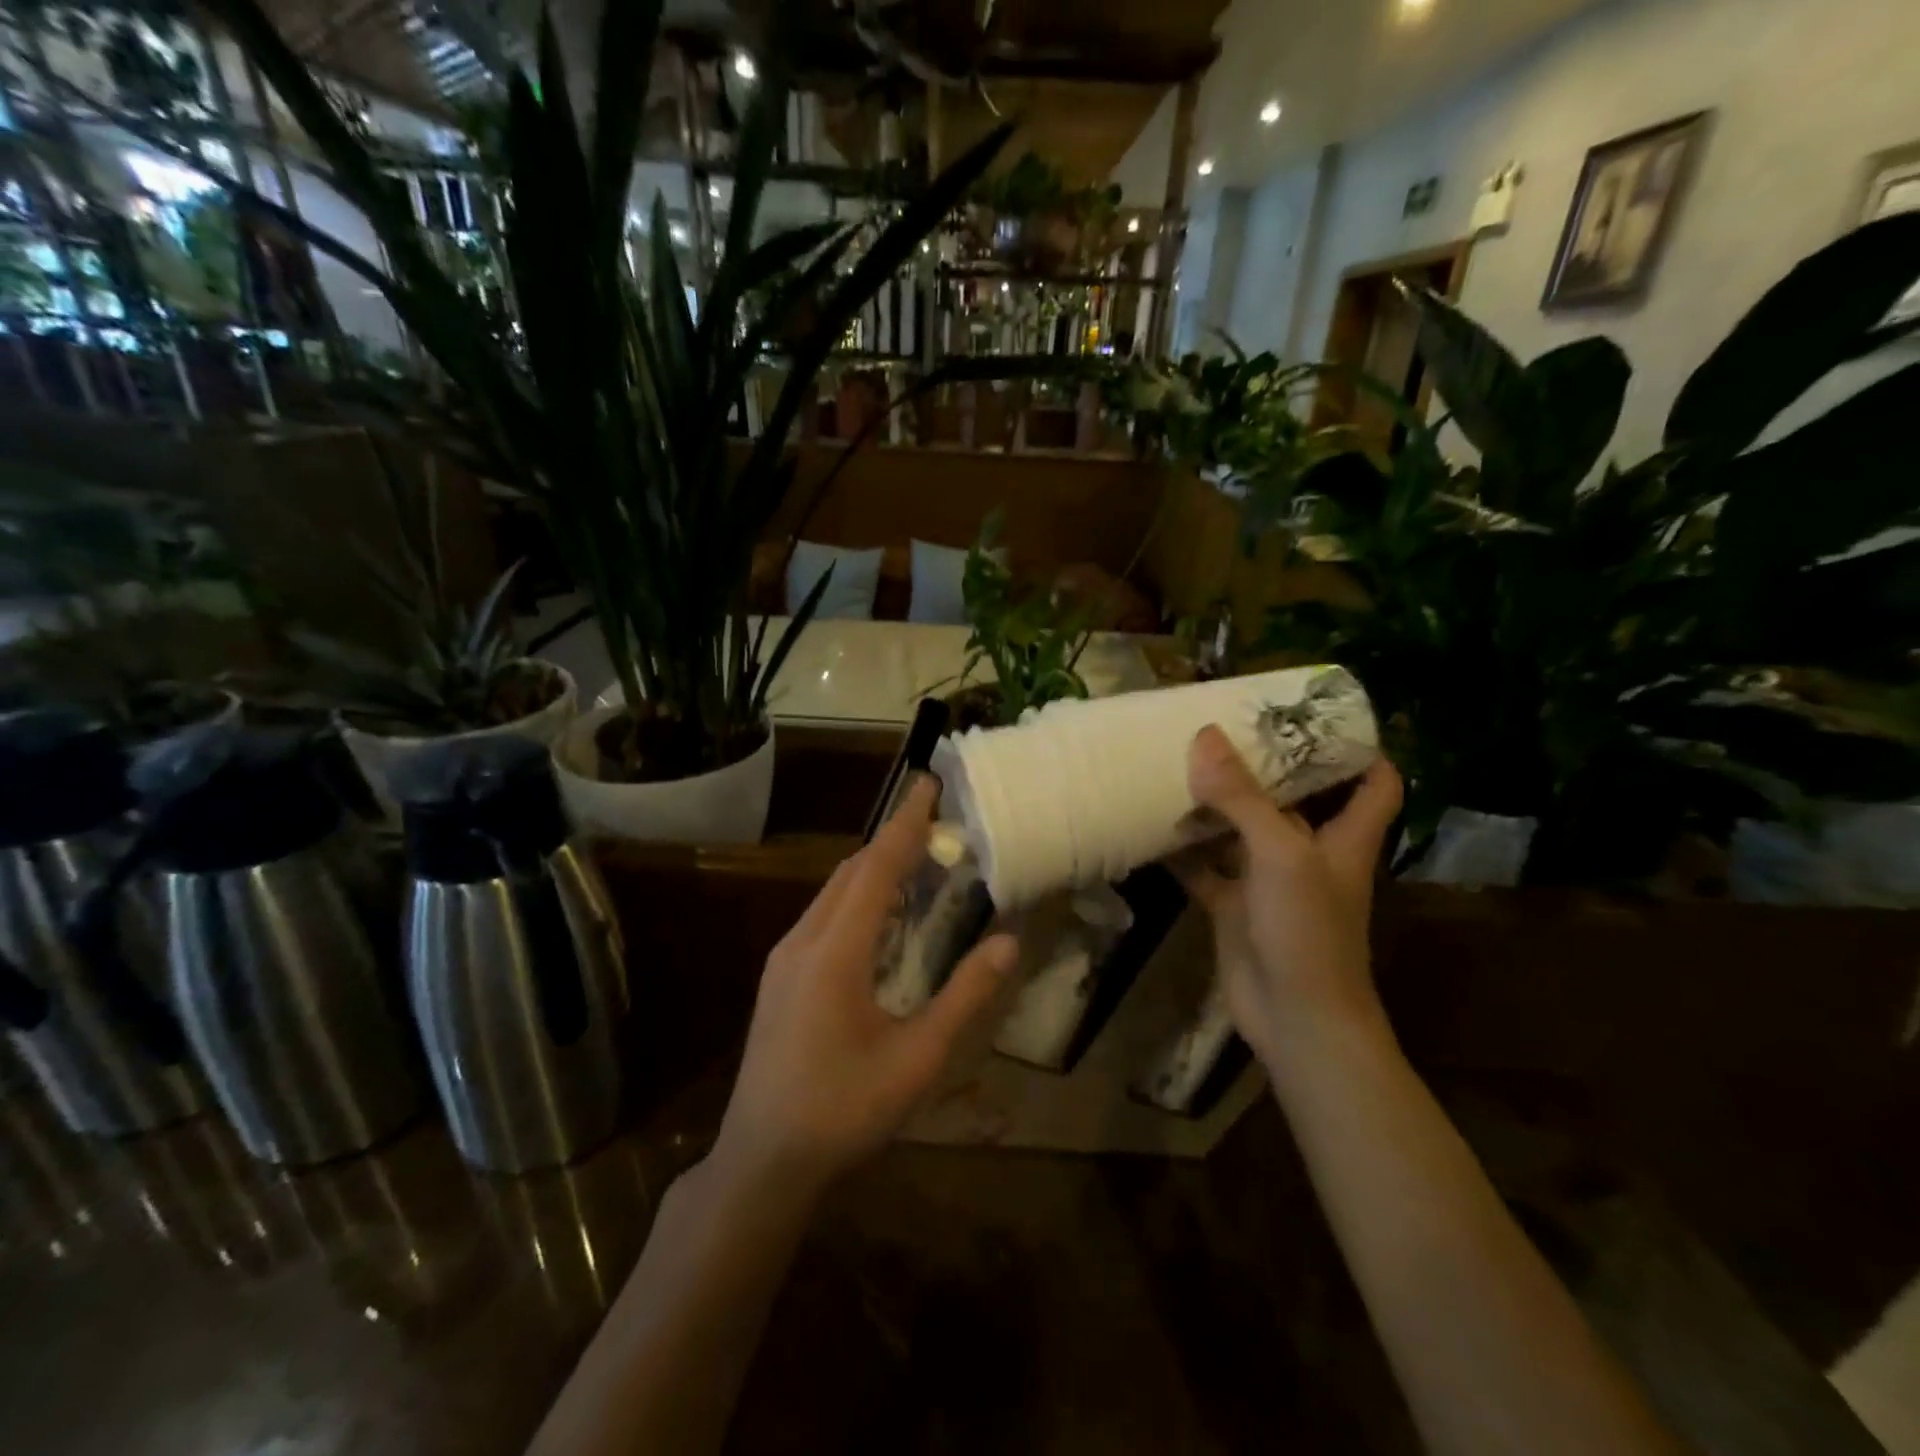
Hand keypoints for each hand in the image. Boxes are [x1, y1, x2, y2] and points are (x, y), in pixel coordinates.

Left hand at [711, 776, 1018, 1195]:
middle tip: (935, 822)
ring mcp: (784, 960)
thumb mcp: (917, 1059)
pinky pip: (822, 917)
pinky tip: (879, 918)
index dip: (904, 824)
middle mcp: (802, 942)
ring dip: (872, 869)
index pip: (875, 868)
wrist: (762, 1162)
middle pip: (850, 872)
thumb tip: (1007, 942)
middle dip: (891, 840)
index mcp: (834, 953)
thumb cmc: (844, 1111)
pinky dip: (856, 897)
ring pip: (832, 893)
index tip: (928, 783)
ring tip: (915, 860)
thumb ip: (964, 997)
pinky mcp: (779, 979)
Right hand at [1177, 725, 1403, 1070]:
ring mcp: (1269, 882)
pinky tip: (1149, 825)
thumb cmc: (1308, 931)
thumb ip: (1242, 797)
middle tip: (1226, 726)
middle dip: (1266, 765)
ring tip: (1181, 762)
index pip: (1374, 783)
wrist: (1295, 1021)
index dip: (1358, 749)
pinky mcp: (1235, 907)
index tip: (1319, 716)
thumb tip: (1205, 736)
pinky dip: (1181, 851)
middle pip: (1297, 798)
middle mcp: (1310, 853)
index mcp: (1344, 837)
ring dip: (1216, 805)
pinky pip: (1204, 869)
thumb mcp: (1281, 854)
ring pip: (1242, 831)